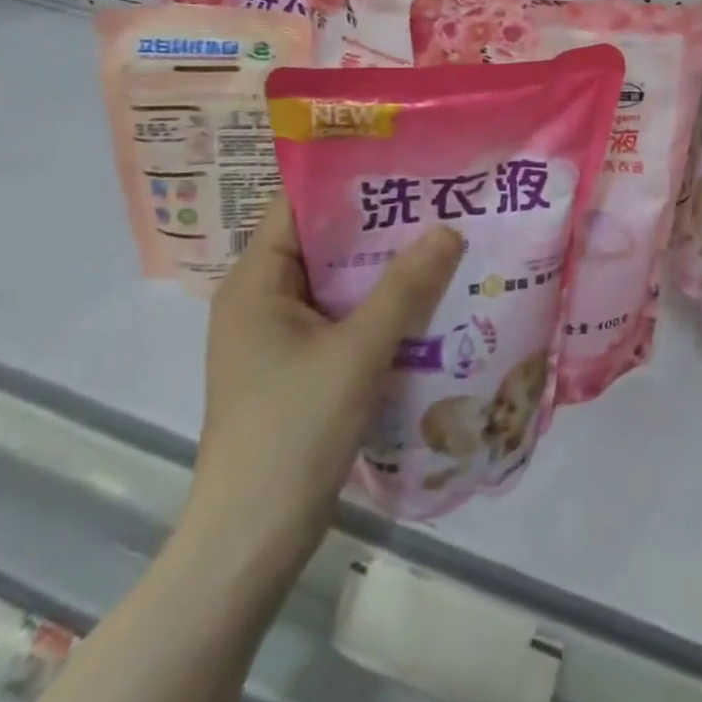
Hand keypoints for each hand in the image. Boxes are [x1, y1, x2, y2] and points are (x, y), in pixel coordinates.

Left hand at [185, 196, 461, 558]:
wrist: (252, 540)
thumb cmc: (293, 431)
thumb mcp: (357, 352)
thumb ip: (405, 287)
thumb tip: (449, 228)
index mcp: (255, 283)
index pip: (298, 207)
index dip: (348, 180)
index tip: (405, 161)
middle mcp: (262, 300)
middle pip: (324, 243)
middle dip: (380, 224)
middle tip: (438, 199)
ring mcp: (279, 337)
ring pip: (338, 283)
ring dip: (385, 267)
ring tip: (444, 240)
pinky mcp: (299, 367)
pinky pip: (344, 317)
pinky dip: (380, 305)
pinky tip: (428, 300)